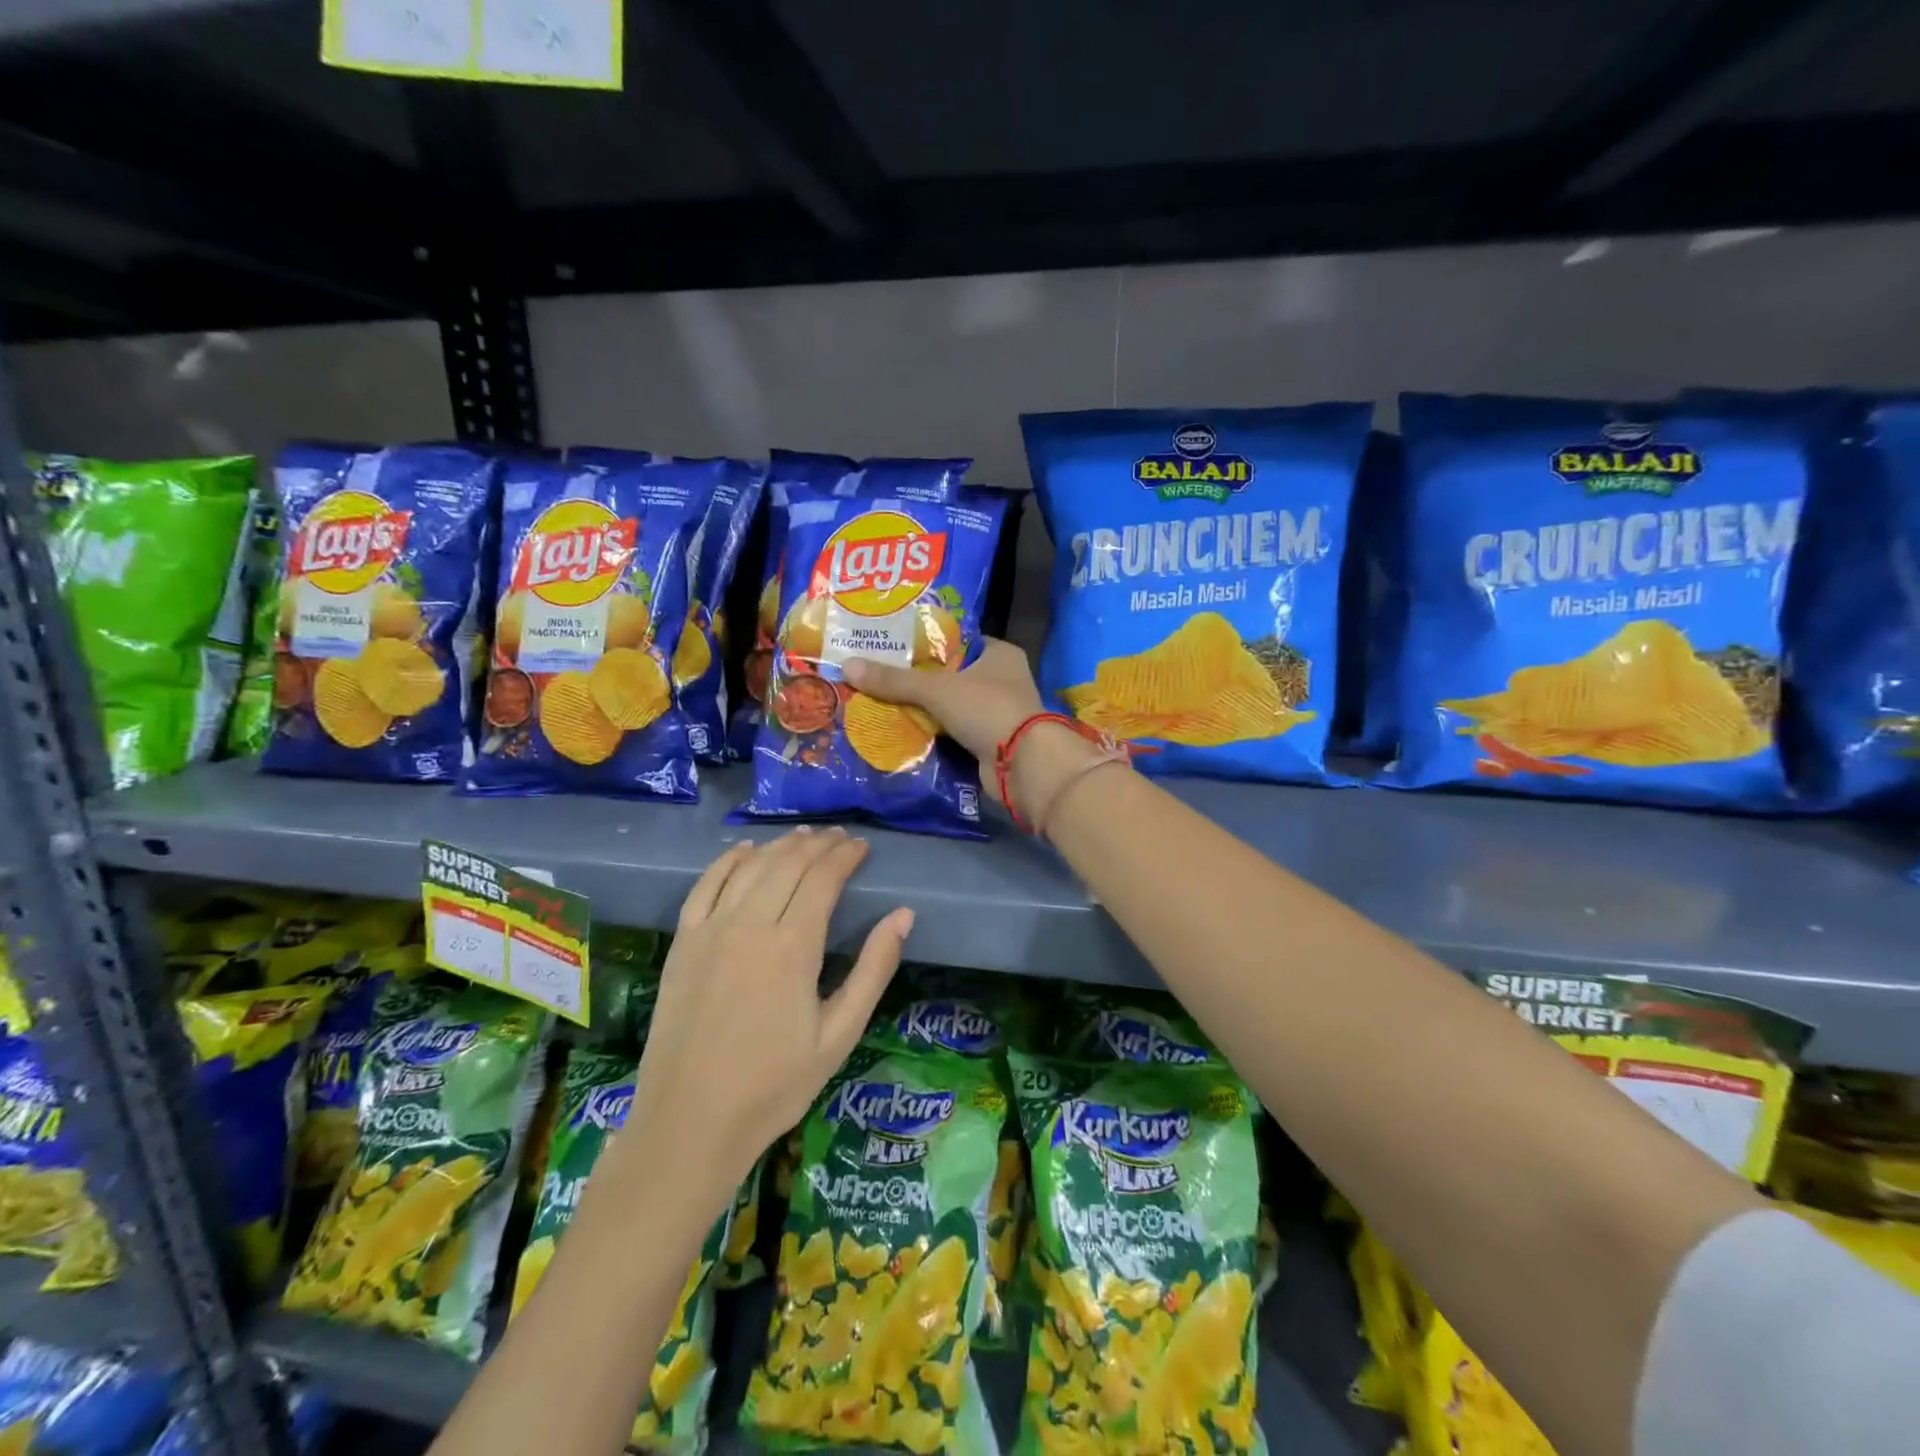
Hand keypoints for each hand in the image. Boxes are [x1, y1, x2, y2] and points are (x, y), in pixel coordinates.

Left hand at [617, 828, 913, 1202]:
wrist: (690, 1122)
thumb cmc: (775, 1085)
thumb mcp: (840, 1035)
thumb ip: (873, 970)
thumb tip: (903, 915)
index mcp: (792, 946)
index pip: (823, 879)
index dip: (844, 856)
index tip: (862, 846)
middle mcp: (749, 924)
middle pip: (788, 864)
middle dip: (818, 845)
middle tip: (839, 838)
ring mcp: (710, 930)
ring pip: (750, 867)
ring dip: (780, 846)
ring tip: (804, 837)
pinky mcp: (682, 943)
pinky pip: (705, 885)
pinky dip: (728, 860)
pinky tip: (744, 850)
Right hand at [842, 638, 1043, 786]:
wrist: (1022, 765)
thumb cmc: (987, 709)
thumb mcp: (936, 689)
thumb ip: (894, 680)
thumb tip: (847, 666)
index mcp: (1000, 654)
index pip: (957, 640)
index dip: (926, 641)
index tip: (892, 644)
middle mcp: (1003, 679)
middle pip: (951, 674)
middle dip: (918, 678)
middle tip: (879, 674)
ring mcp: (998, 712)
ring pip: (951, 705)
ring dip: (923, 707)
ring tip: (881, 700)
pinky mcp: (989, 741)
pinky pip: (953, 731)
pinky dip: (933, 731)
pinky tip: (901, 729)